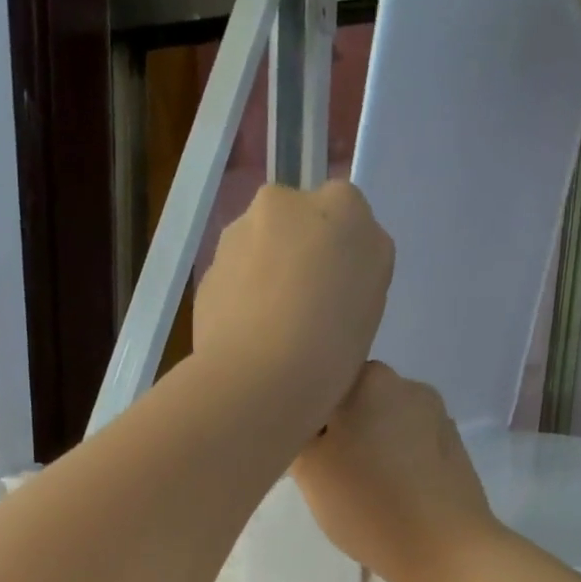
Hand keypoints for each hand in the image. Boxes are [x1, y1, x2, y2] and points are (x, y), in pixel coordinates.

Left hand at [192, 182, 393, 424]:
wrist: (257, 378)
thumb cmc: (333, 344)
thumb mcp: (373, 302)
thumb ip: (359, 265)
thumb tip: (334, 265)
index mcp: (343, 206)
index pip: (348, 213)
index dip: (343, 253)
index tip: (342, 292)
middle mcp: (285, 203)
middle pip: (297, 222)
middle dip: (300, 253)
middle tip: (309, 309)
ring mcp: (238, 234)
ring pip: (260, 248)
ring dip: (268, 275)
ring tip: (276, 331)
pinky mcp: (207, 270)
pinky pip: (234, 278)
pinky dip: (242, 298)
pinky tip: (250, 338)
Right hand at [292, 363, 500, 581]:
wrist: (445, 550)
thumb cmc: (368, 504)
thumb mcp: (309, 470)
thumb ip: (297, 433)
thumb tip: (305, 422)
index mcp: (370, 378)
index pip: (322, 380)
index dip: (306, 413)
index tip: (303, 450)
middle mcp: (407, 385)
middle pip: (355, 401)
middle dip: (339, 429)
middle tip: (327, 474)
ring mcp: (437, 416)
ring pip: (384, 423)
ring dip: (369, 446)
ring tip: (362, 489)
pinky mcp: (454, 448)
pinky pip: (410, 444)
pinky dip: (396, 461)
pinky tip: (392, 495)